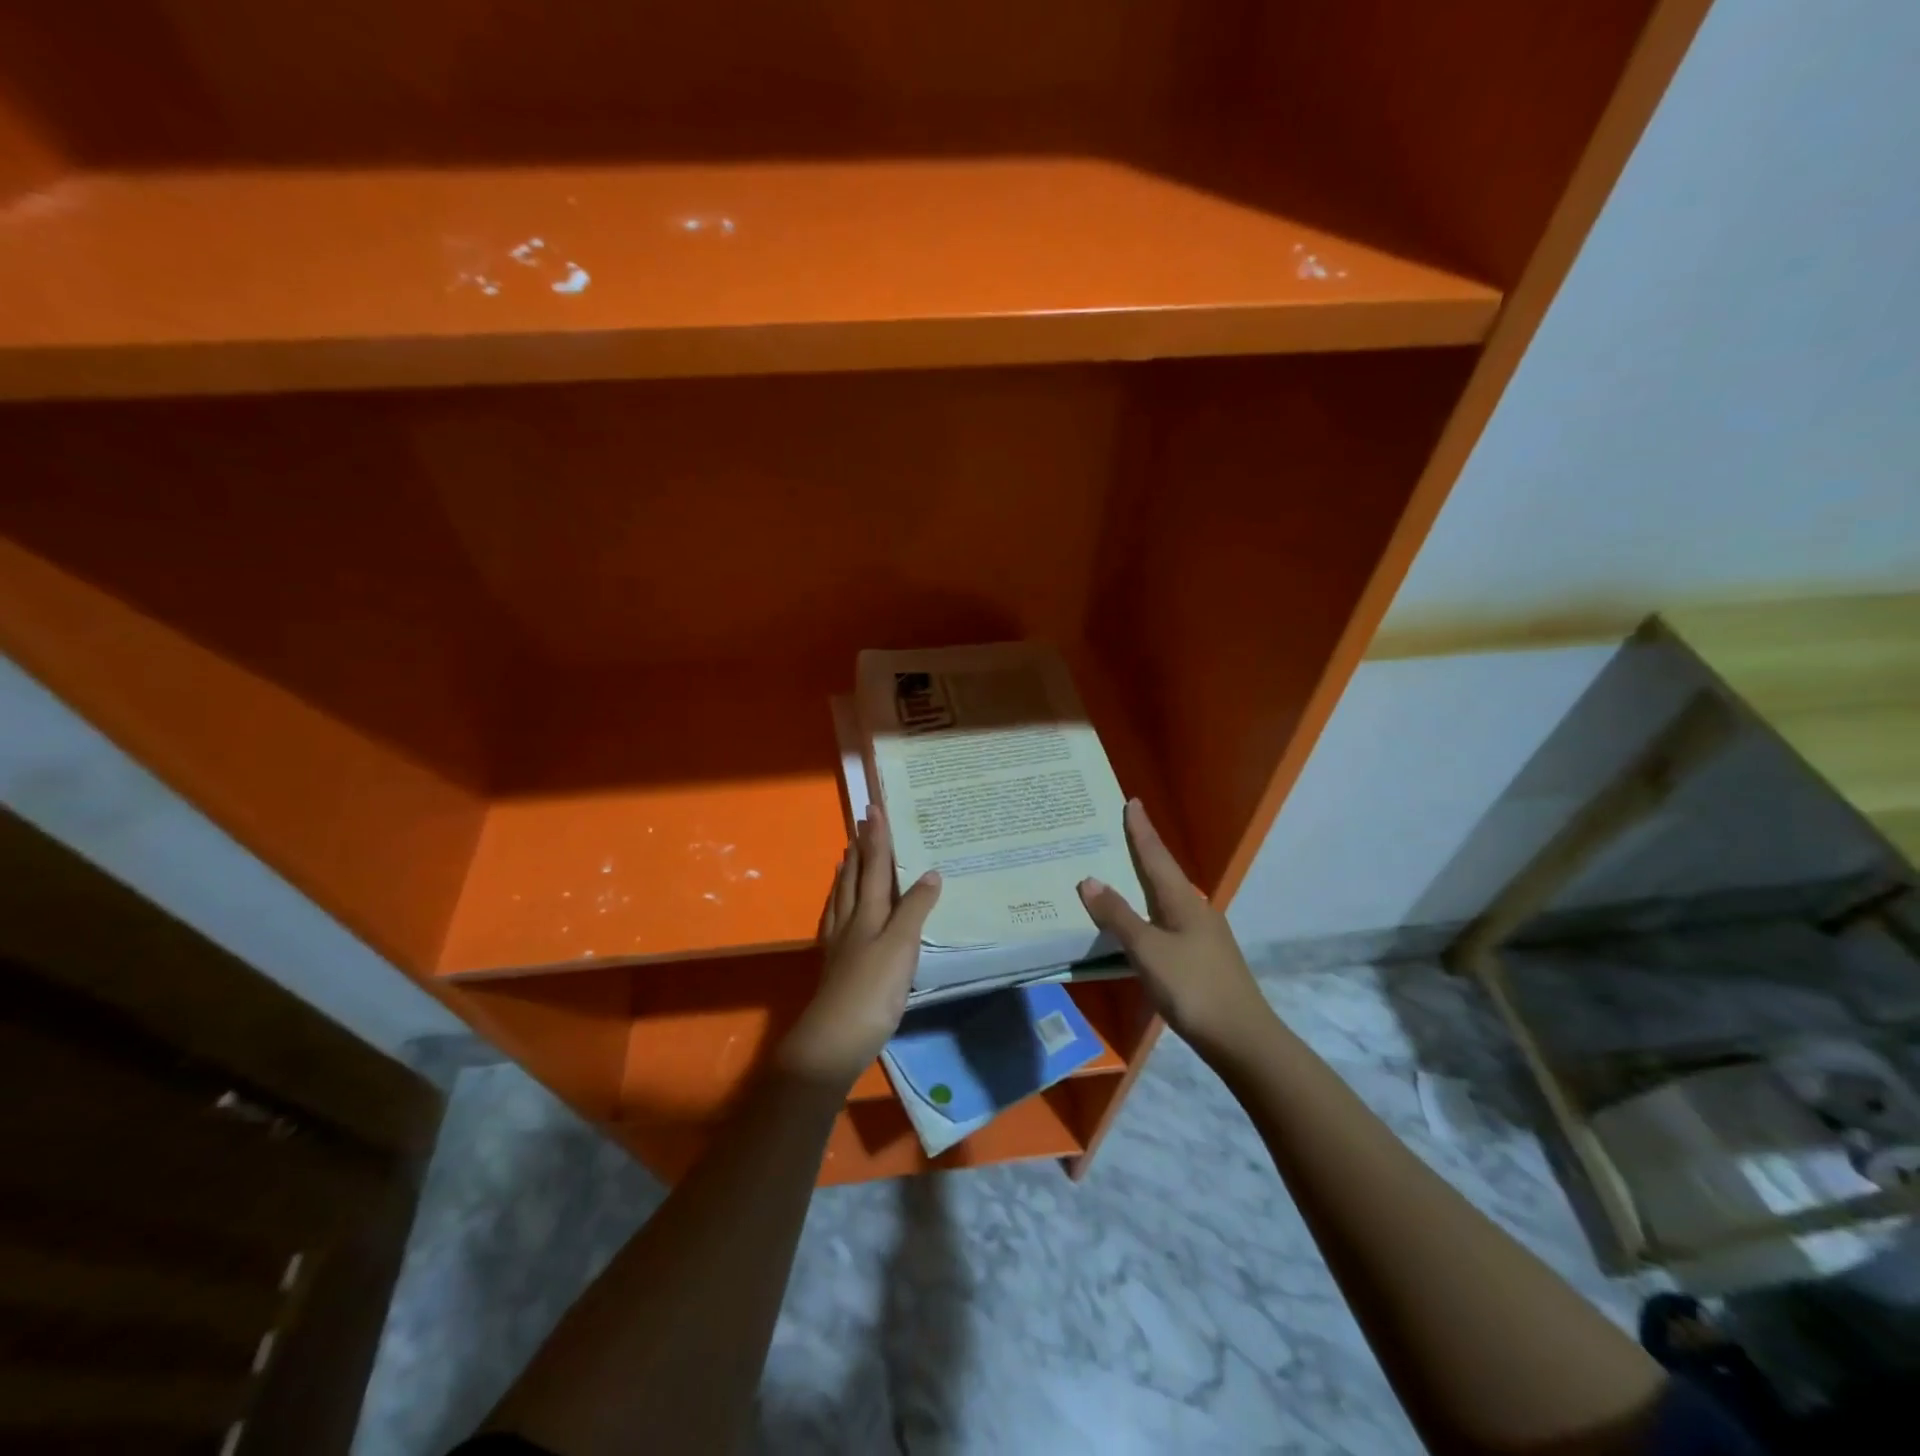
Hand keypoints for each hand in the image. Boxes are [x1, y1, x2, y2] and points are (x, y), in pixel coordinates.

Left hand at [781, 805, 941, 1087]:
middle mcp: (851, 921)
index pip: (874, 867)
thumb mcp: (902, 946)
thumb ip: (915, 909)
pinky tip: (840, 910)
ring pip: (842, 897)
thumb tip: (931, 872)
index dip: (876, 839)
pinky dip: (839, 904)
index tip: (873, 809)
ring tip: (846, 855)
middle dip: (860, 849)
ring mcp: (840, 943)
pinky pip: (836, 920)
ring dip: (847, 873)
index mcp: (868, 913)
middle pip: (854, 877)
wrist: (835, 1039)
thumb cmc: (873, 990)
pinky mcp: (836, 965)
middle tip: (860, 824)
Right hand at [1077, 799, 1271, 1056]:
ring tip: (1121, 873)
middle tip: (1118, 832)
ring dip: (1144, 883)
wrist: (1243, 1039)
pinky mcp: (1201, 958)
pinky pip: (1167, 921)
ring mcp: (1201, 935)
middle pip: (1164, 873)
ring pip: (1166, 898)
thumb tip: (1089, 880)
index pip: (1156, 856)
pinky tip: (1138, 923)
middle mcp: (1195, 910)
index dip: (1142, 830)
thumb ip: (1118, 917)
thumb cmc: (1193, 987)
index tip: (1133, 801)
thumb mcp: (1148, 950)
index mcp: (1183, 900)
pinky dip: (1148, 911)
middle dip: (1143, 851)